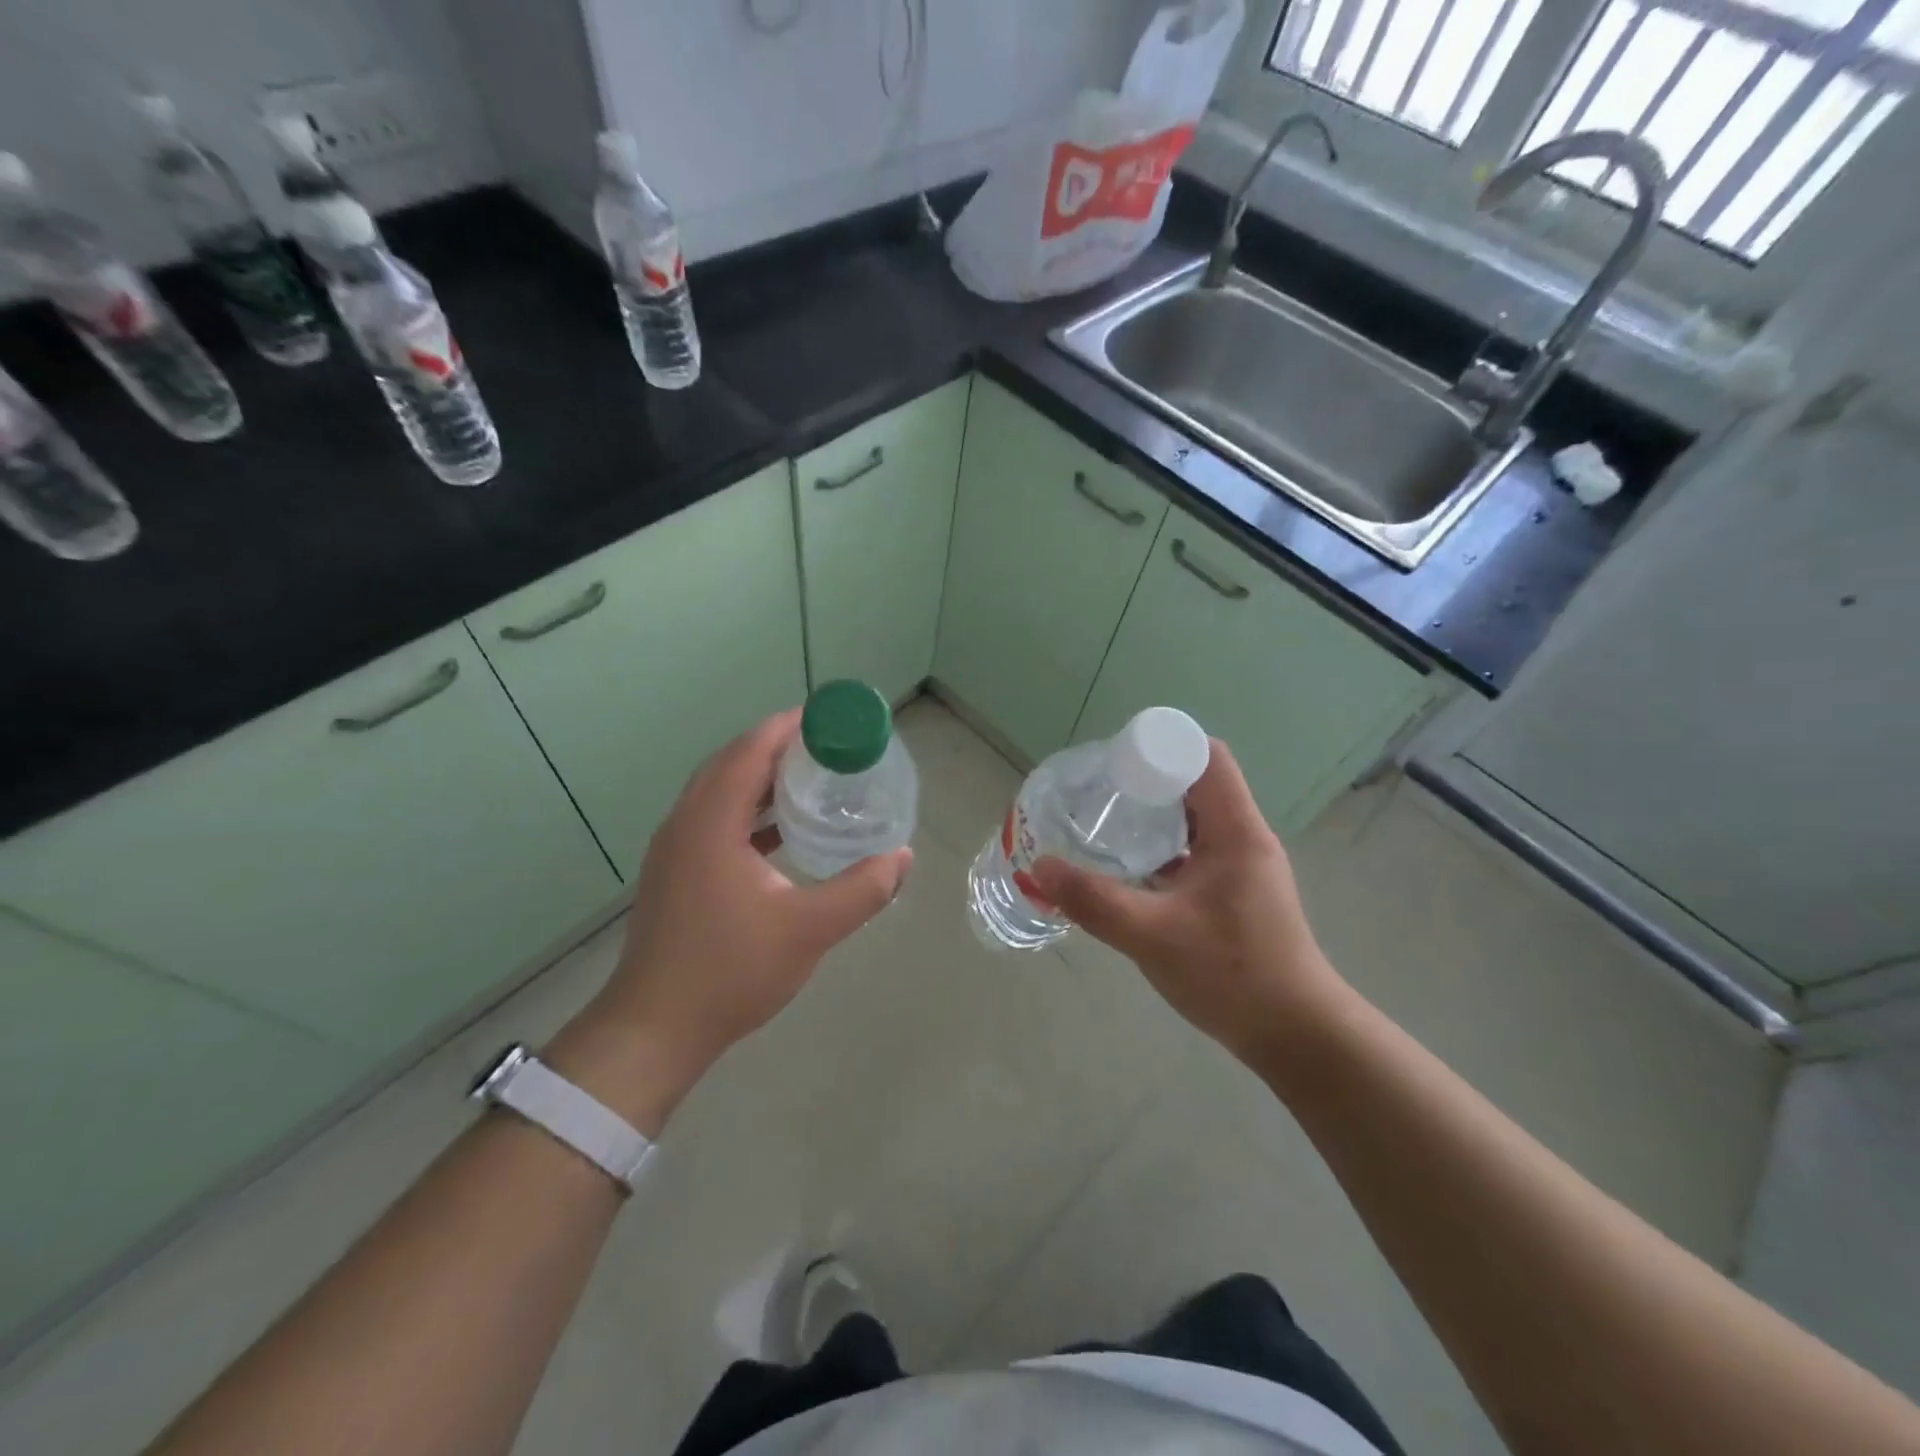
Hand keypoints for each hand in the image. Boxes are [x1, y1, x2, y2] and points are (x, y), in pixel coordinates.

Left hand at [547, 709, 911, 1133]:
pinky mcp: (674, 873)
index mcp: (710, 822)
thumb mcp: (808, 929)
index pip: (750, 751)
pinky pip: (713, 819)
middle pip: (731, 763)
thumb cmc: (730, 971)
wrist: (655, 1029)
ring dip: (760, 778)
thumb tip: (902, 857)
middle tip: (827, 748)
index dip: (788, 727)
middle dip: (777, 747)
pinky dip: (747, 811)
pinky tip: (779, 832)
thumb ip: (861, 890)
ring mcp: (674, 849)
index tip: (829, 719)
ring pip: (719, 792)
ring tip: (809, 779)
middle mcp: (685, 823)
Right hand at [1027, 740, 1344, 1066]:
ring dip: (1154, 815)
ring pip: (1195, 819)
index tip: (1116, 762)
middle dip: (1148, 779)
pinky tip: (1129, 870)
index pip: (1207, 757)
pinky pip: (1194, 850)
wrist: (1295, 1036)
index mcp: (1236, 831)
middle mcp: (1244, 838)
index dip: (1163, 747)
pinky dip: (1163, 848)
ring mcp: (1242, 867)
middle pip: (1197, 783)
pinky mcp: (1235, 893)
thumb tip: (1040, 868)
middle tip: (1098, 792)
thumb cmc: (1232, 974)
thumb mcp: (1153, 936)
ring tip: (1106, 823)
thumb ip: (1094, 901)